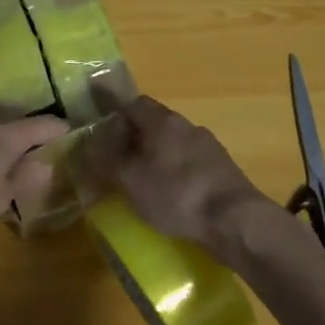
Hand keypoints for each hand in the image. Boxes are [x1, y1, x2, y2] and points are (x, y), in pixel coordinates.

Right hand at [84, 96, 274, 264]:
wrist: (235, 220)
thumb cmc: (176, 194)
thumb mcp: (130, 180)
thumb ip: (107, 161)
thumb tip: (89, 145)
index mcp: (162, 122)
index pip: (133, 103)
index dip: (115, 113)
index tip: (101, 128)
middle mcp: (187, 126)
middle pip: (155, 122)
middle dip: (135, 136)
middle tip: (118, 158)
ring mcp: (209, 147)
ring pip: (174, 143)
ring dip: (157, 155)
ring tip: (143, 179)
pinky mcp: (222, 169)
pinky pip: (190, 163)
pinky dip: (176, 172)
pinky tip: (172, 194)